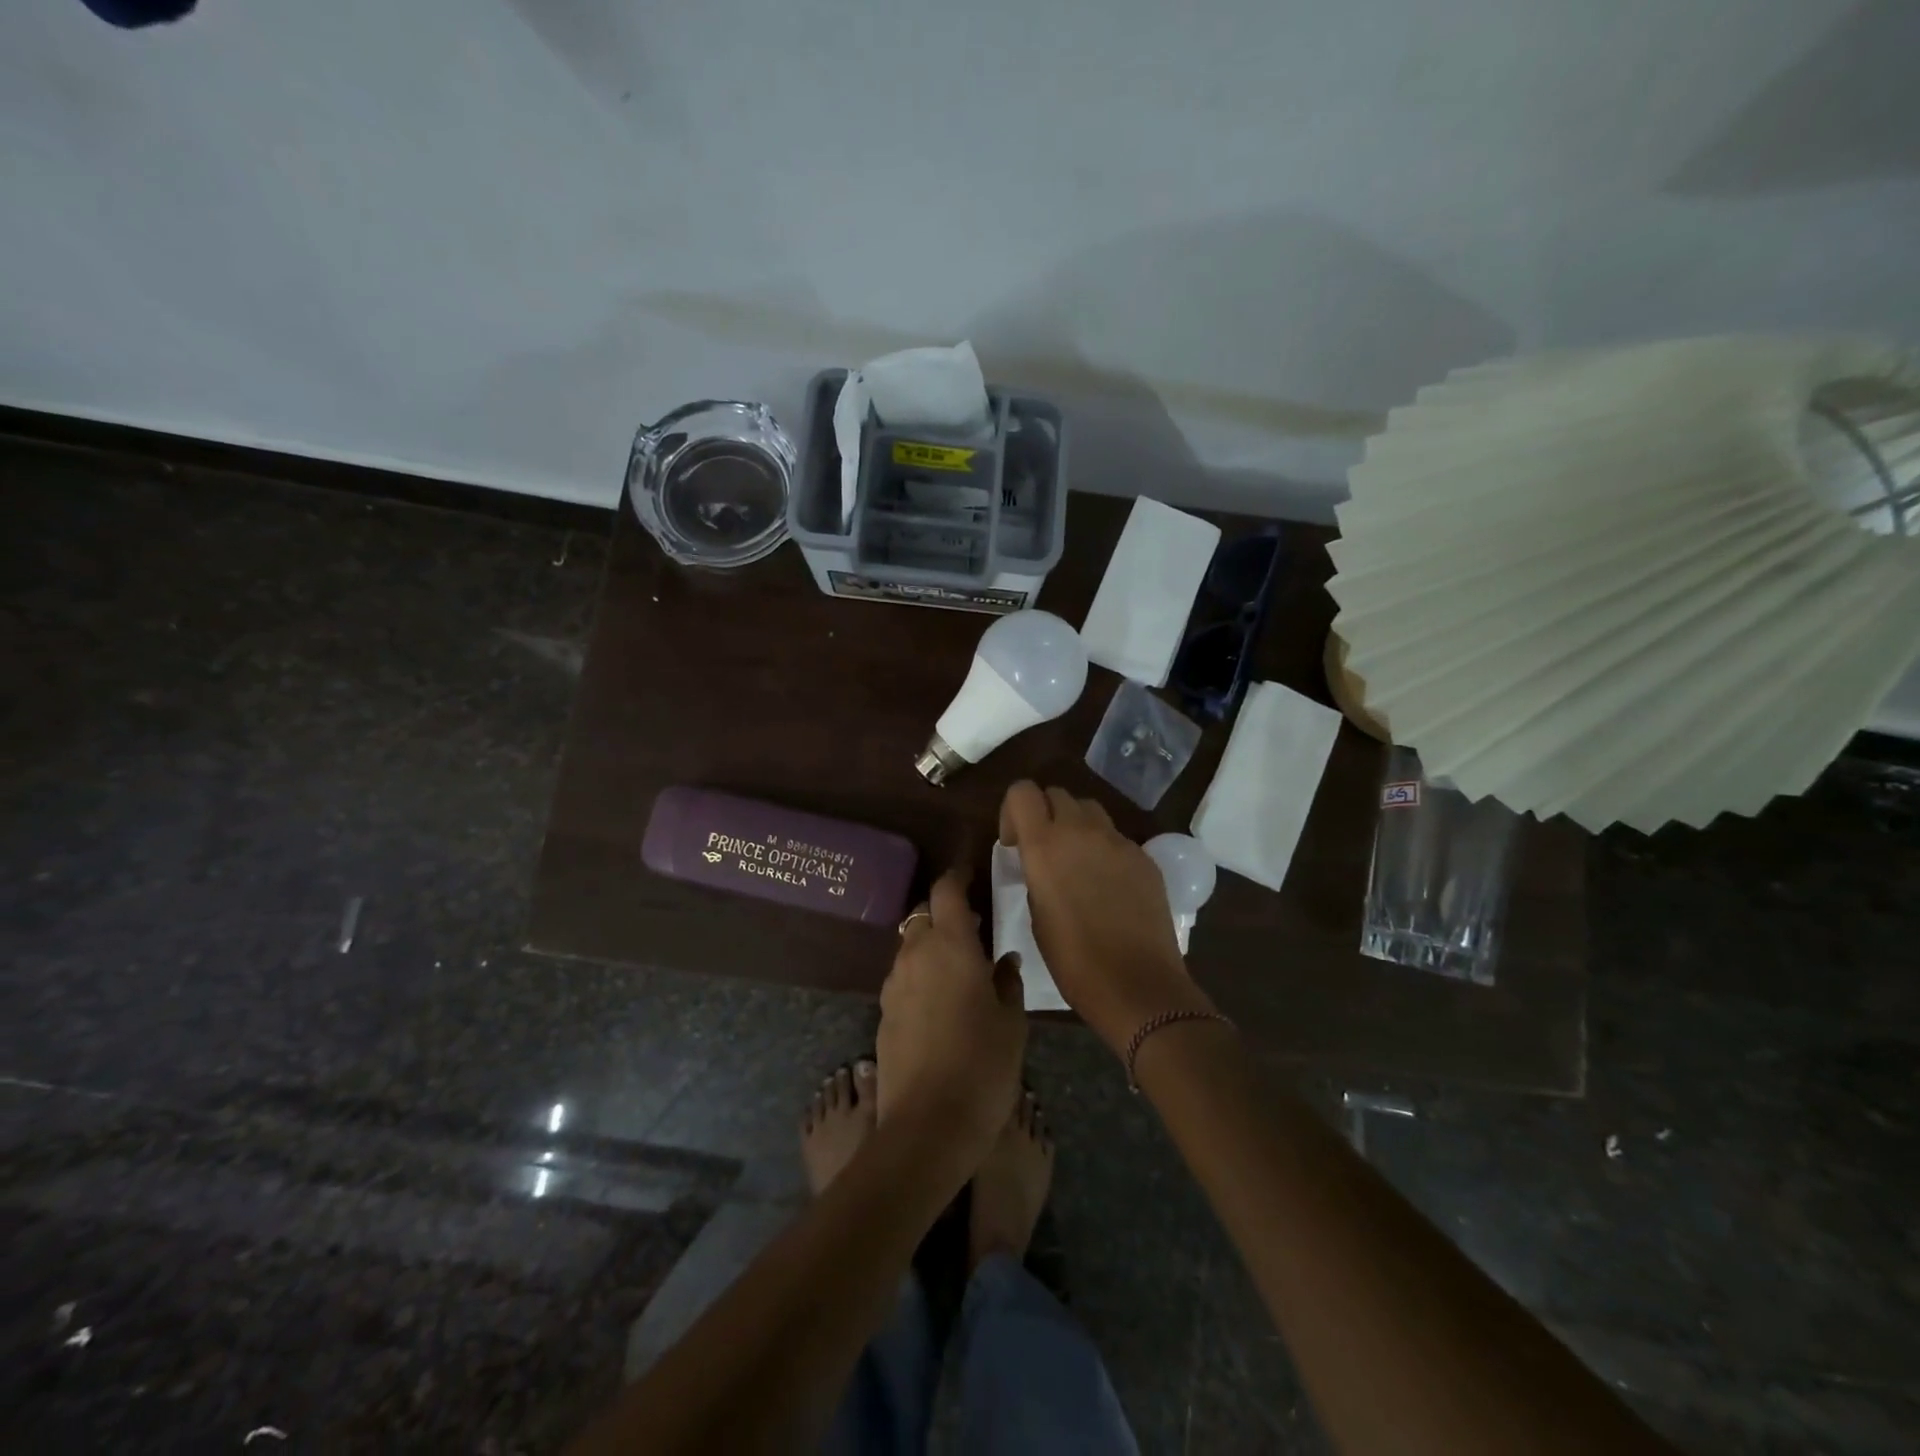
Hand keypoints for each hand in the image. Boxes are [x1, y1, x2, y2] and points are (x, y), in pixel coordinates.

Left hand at [877, 866, 1026, 1162]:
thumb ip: (1008, 982)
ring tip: (959, 966)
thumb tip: (1004, 960)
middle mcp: (915, 955)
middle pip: (922, 916)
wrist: (927, 1127)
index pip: (946, 891)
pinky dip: (919, 975)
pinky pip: (902, 978)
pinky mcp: (883, 1014)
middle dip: (944, 913)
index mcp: (950, 946)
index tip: (969, 874)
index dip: (957, 877)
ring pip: (910, 947)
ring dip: (931, 945)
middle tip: (973, 927)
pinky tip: (940, 1001)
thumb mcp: (1011, 1023)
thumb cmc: (982, 1066)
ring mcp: (894, 985)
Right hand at [1000, 781, 1213, 1053]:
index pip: (1022, 791)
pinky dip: (1104, 848)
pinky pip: (1116, 837)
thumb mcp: (1036, 914)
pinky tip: (1108, 885)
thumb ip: (1036, 874)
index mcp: (1045, 845)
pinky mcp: (1144, 857)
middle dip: (1045, 814)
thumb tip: (1041, 863)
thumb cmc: (1074, 960)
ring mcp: (1118, 841)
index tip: (1015, 842)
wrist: (1138, 984)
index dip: (1013, 811)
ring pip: (1089, 809)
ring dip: (1076, 825)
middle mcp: (1081, 830)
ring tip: (1076, 862)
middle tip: (1044, 850)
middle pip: (1057, 794)